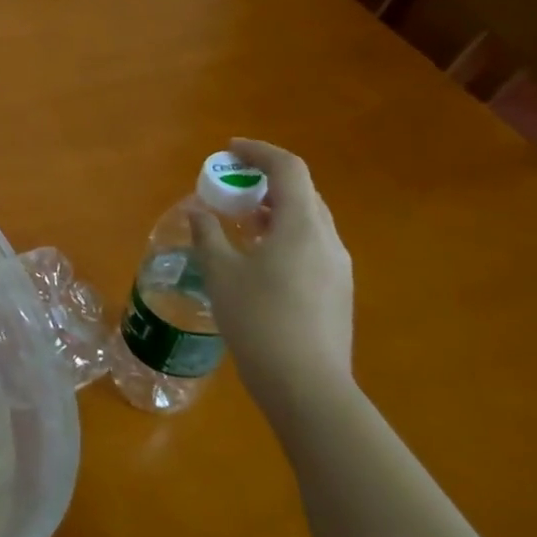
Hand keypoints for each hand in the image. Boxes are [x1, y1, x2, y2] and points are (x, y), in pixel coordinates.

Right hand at [189, 138, 354, 425]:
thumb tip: (198, 212)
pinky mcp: (337, 291)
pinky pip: (310, 244)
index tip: (229, 150)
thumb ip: (208, 234)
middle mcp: (328, 239)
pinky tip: (258, 257)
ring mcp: (338, 267)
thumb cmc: (259, 320)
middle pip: (302, 192)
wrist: (307, 385)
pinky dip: (283, 234)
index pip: (289, 169)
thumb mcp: (221, 272)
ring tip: (240, 220)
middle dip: (265, 181)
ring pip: (307, 220)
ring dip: (274, 209)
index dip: (259, 152)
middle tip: (230, 187)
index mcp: (302, 226)